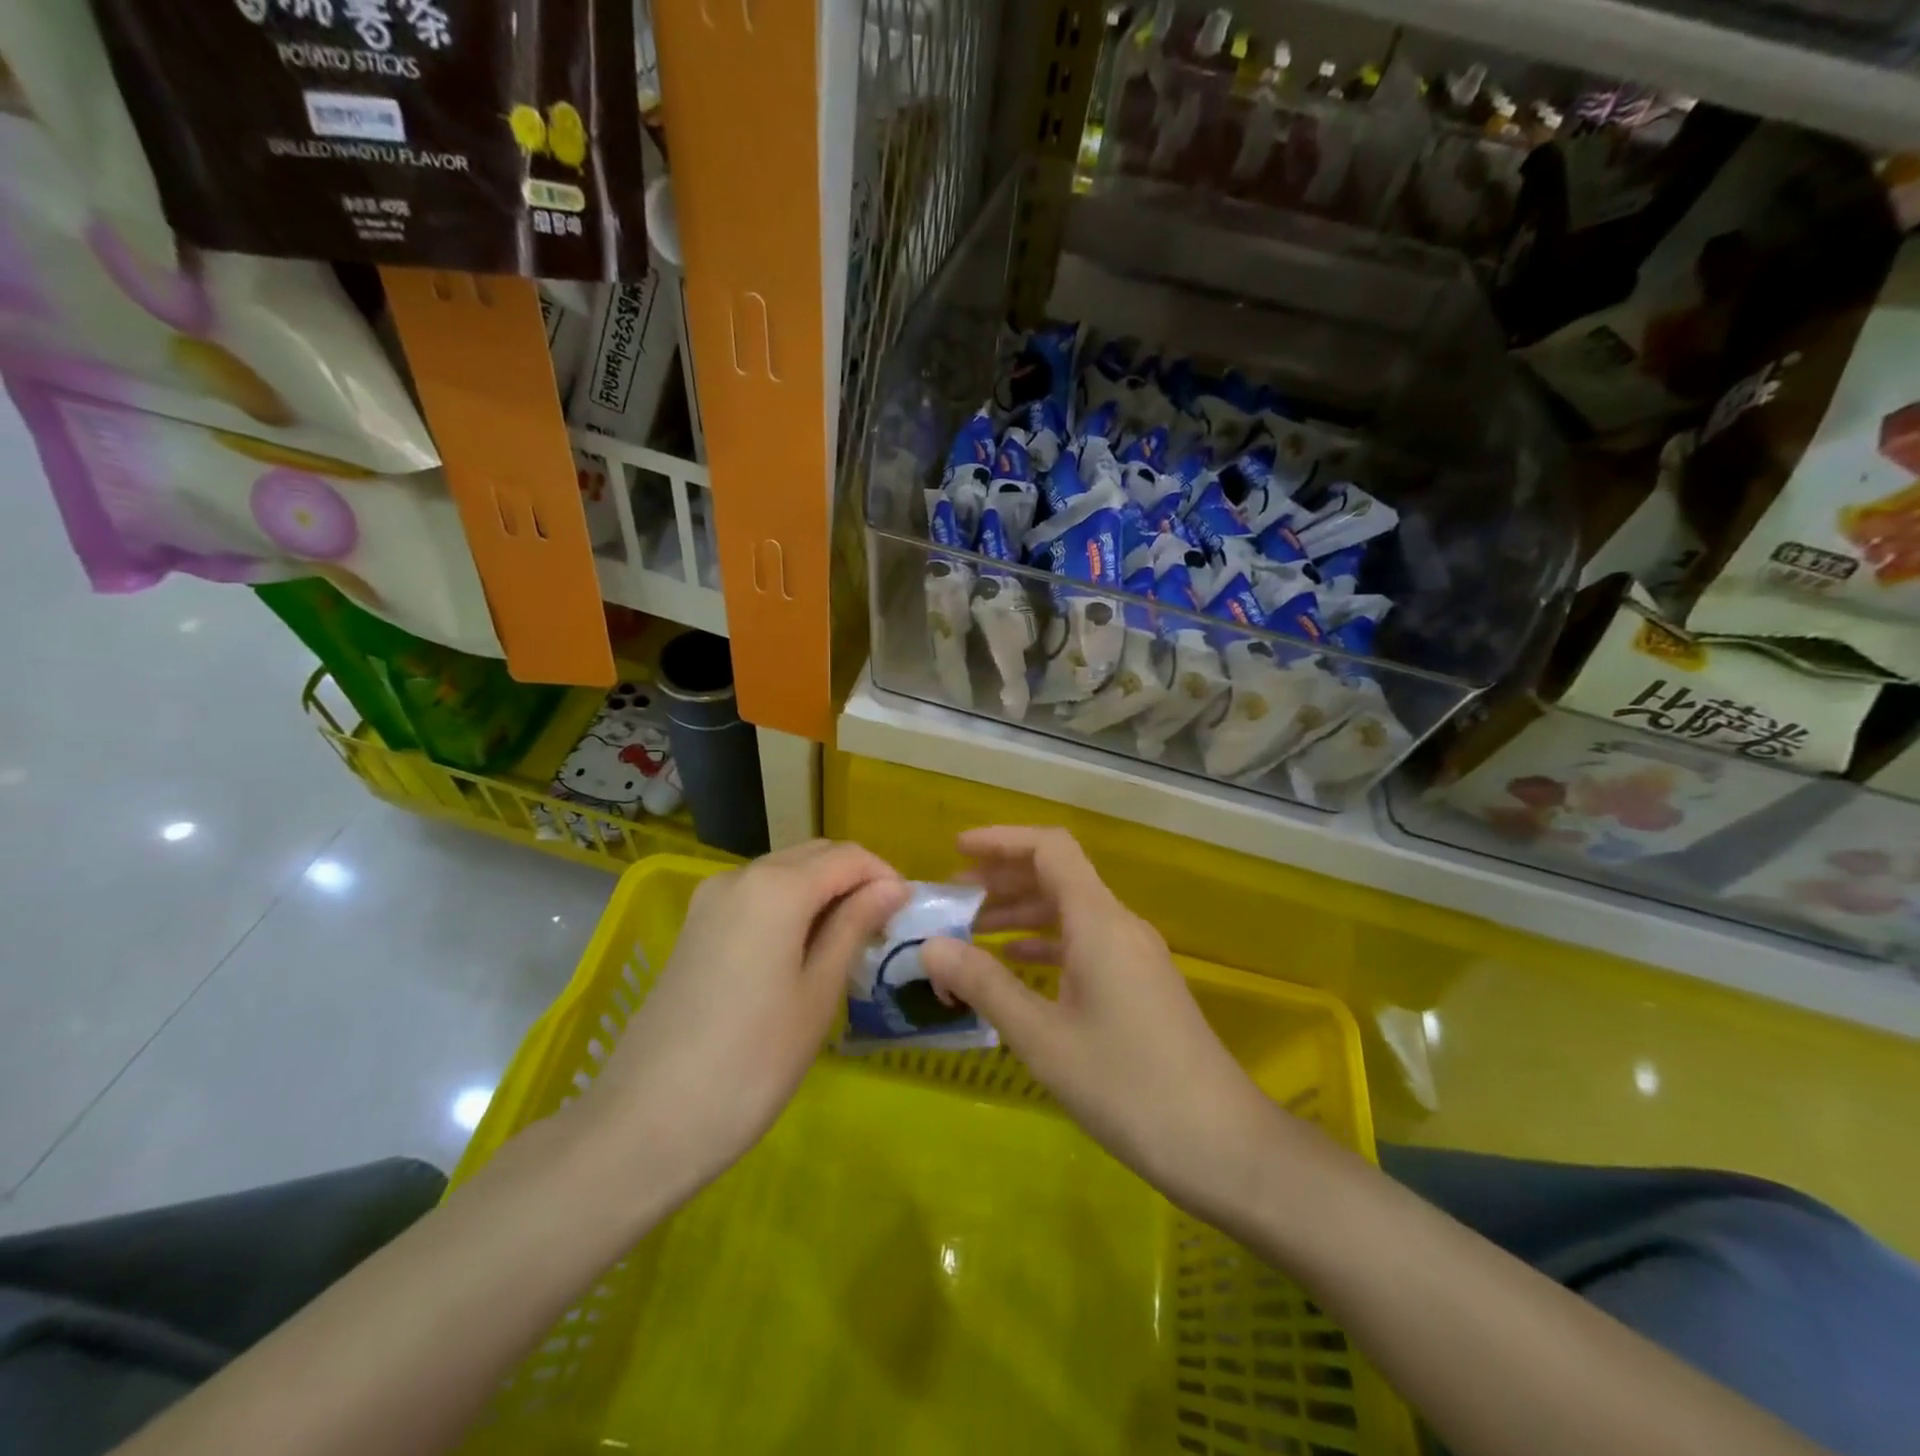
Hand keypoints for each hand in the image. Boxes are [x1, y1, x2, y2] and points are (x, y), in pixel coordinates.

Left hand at [585, 841, 907, 1206]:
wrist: (647, 1122)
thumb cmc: (752, 1062)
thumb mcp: (818, 993)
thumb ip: (854, 926)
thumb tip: (891, 887)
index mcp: (776, 886)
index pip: (848, 857)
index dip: (885, 876)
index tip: (907, 914)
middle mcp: (740, 876)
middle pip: (813, 856)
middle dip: (854, 880)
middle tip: (882, 929)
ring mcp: (710, 900)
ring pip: (783, 873)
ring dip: (822, 893)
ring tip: (848, 943)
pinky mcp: (695, 926)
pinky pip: (756, 897)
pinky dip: (789, 907)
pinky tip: (802, 951)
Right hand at [921, 827, 1282, 1219]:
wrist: (1222, 1144)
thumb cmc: (1127, 1086)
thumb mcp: (1042, 1038)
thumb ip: (985, 985)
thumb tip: (929, 946)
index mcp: (1099, 921)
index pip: (1050, 848)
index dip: (1002, 840)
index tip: (957, 850)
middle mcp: (1120, 924)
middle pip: (1059, 875)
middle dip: (1005, 876)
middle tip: (954, 895)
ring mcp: (1135, 954)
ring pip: (1071, 911)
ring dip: (1023, 911)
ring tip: (972, 930)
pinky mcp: (1141, 983)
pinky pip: (1086, 942)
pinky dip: (1047, 943)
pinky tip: (1018, 964)